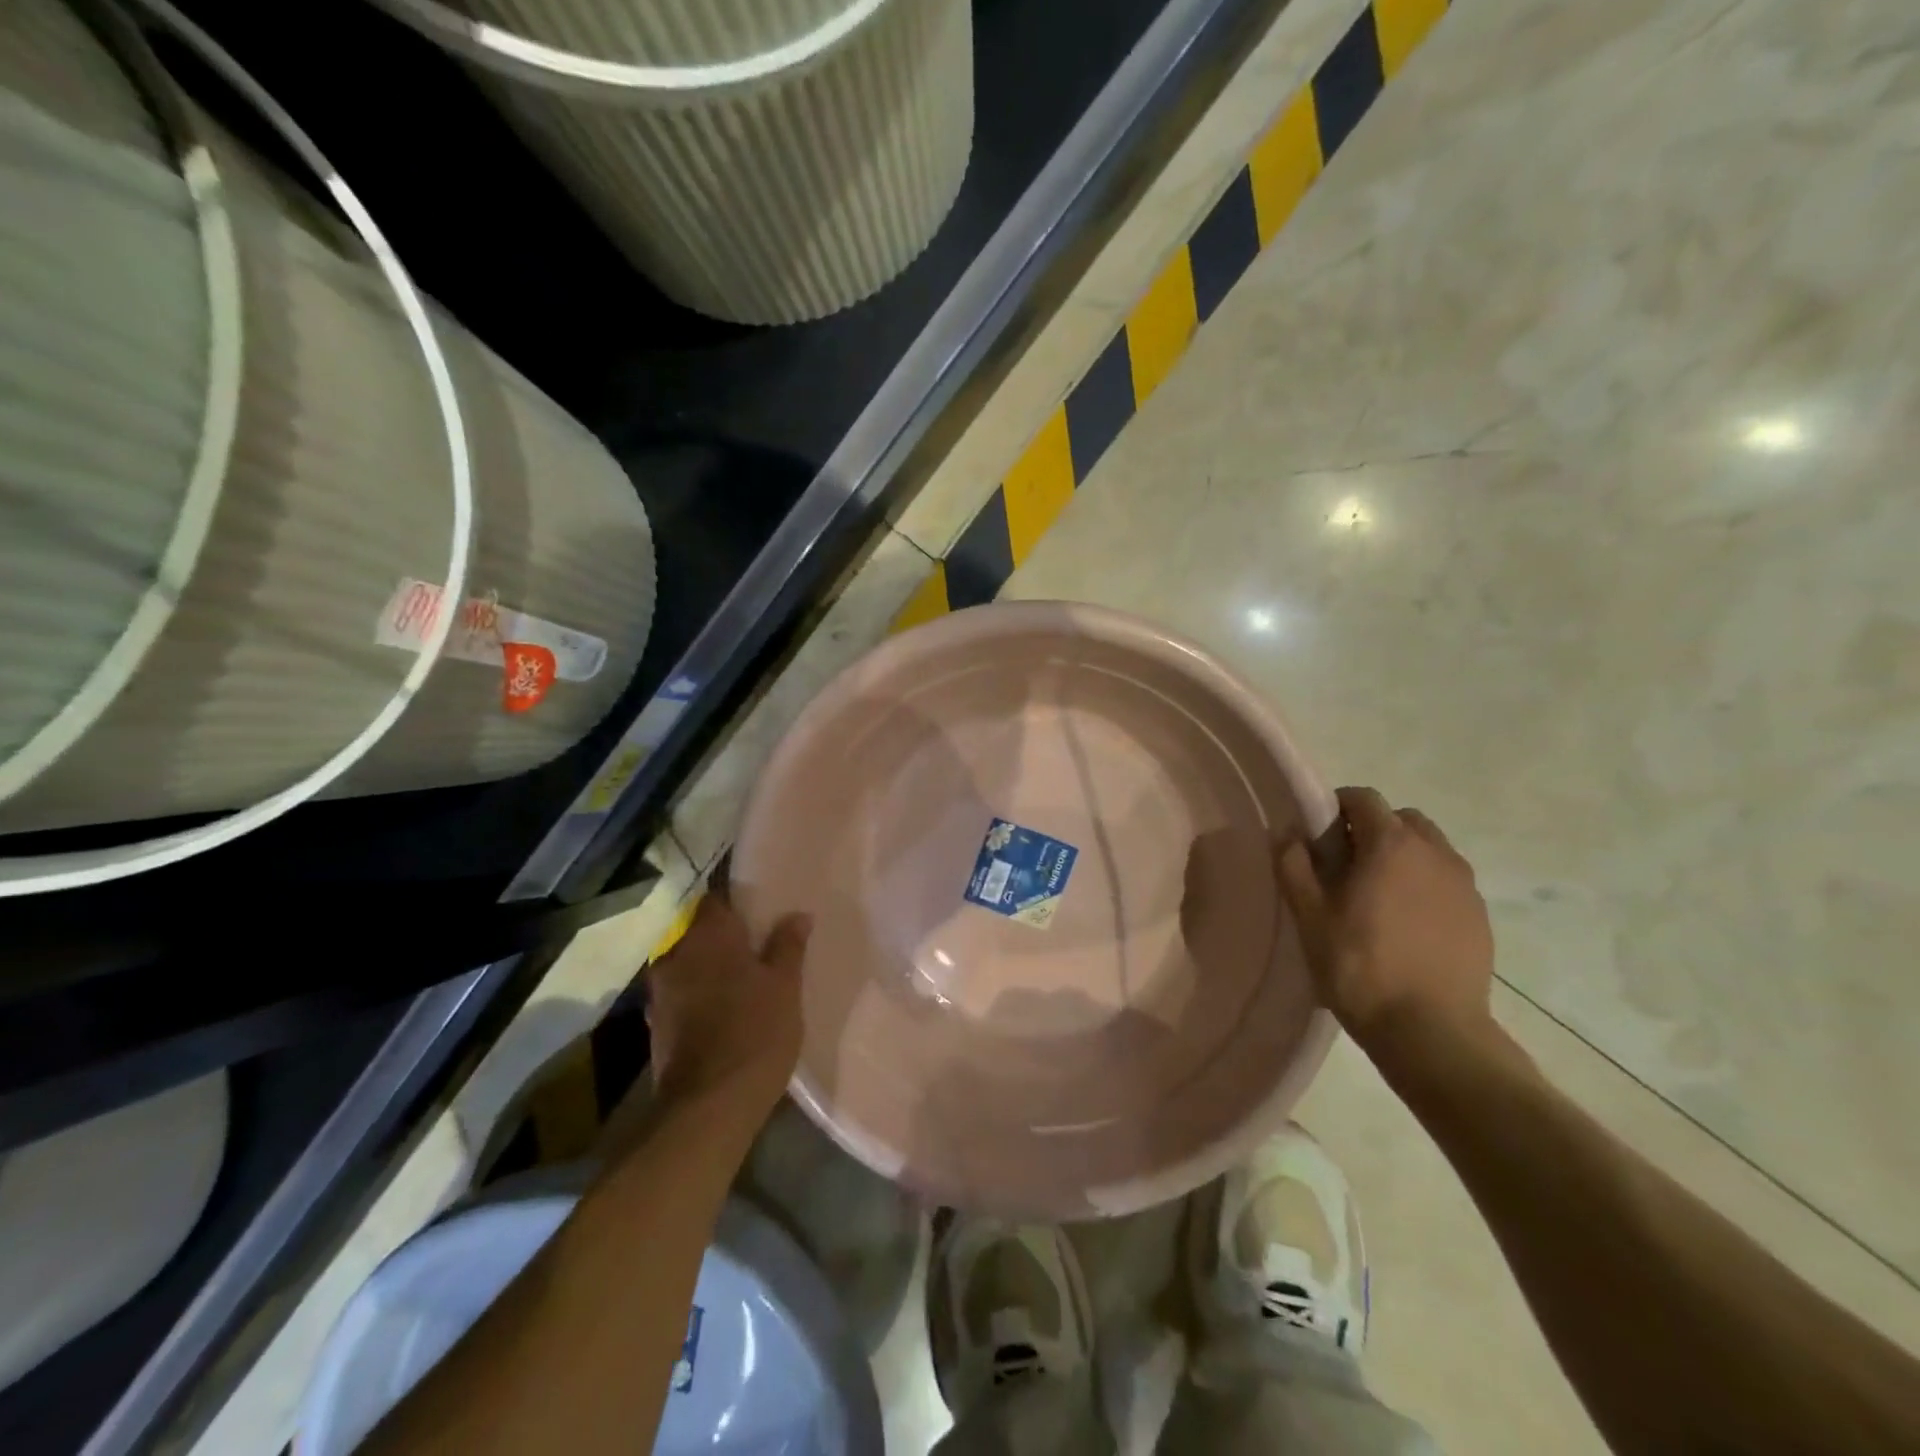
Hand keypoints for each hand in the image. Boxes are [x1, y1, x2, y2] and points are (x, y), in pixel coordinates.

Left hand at [643, 885, 811, 1115]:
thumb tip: (797, 915)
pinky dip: (699, 996)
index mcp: (709, 936)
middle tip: (757, 948)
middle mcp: (676, 954)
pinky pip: (682, 995)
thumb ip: (788, 946)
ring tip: (742, 981)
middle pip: (700, 932)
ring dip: (710, 969)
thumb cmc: (755, 1033)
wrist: (707, 1107)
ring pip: (689, 965)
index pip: (716, 899)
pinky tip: (722, 1011)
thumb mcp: (786, 986)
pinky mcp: (656, 1025)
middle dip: (724, 938)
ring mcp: (661, 991)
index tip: (759, 913)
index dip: (737, 903)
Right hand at [1275, 786, 1495, 1048]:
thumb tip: (1290, 835)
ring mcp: (1464, 885)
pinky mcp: (1480, 916)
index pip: (1364, 799)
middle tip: (1346, 865)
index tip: (1318, 836)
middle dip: (1373, 830)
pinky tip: (1406, 925)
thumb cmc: (1360, 966)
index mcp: (1391, 844)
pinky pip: (1447, 882)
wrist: (1431, 1031)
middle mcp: (1435, 853)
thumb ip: (1294, 866)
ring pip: (1429, 850)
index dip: (1336, 808)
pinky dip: (1425, 886)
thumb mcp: (1309, 916)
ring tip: (1378, 897)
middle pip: (1402, 819)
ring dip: (1402, 857)